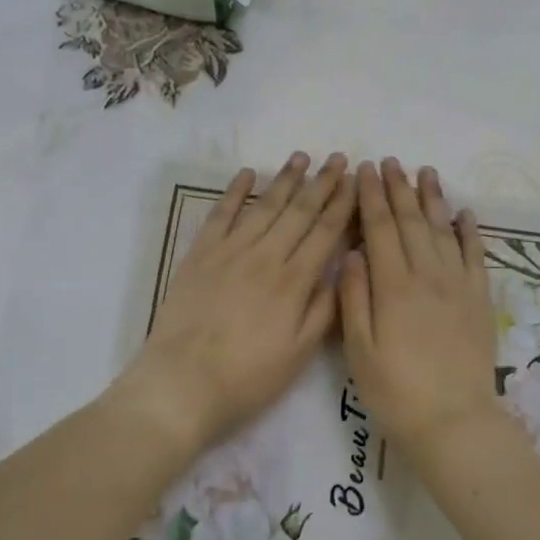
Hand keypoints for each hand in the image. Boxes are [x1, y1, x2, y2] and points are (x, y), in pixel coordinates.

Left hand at [118, 153, 354, 454]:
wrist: (183, 382)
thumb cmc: (248, 376)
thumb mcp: (300, 353)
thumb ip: (323, 309)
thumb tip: (341, 269)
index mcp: (294, 281)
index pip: (325, 232)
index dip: (343, 205)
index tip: (355, 181)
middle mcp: (265, 256)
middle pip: (299, 212)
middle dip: (321, 183)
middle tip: (337, 158)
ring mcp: (230, 251)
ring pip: (264, 206)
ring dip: (285, 180)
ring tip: (301, 157)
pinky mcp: (200, 255)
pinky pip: (221, 214)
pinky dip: (235, 192)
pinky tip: (247, 174)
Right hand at [339, 159, 500, 455]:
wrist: (453, 421)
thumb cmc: (395, 391)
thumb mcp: (359, 350)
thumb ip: (354, 297)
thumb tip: (352, 253)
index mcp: (393, 287)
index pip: (379, 230)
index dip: (370, 198)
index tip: (364, 171)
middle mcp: (427, 277)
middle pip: (411, 222)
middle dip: (398, 189)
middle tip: (390, 161)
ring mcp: (458, 286)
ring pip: (443, 231)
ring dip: (433, 199)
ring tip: (425, 172)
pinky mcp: (479, 301)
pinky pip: (476, 256)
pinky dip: (470, 232)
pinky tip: (464, 212)